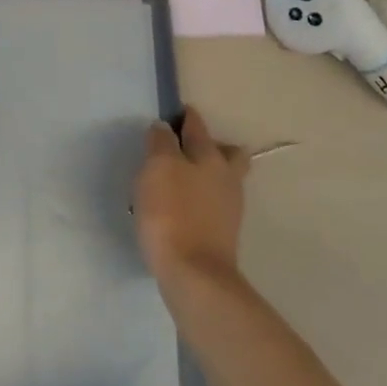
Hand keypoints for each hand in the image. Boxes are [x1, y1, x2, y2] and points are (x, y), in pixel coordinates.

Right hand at [133, 106, 249, 287]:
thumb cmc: (172, 213)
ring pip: (223, 180)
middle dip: (212, 146)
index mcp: (210, 157)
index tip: (178, 111)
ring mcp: (229, 208)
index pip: (198, 127)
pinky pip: (214, 205)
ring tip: (182, 180)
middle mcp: (226, 178)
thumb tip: (163, 128)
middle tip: (188, 148)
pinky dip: (202, 199)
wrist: (194, 274)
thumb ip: (161, 144)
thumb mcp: (158, 168)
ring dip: (207, 175)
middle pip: (228, 154)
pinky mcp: (222, 234)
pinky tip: (183, 206)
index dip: (187, 117)